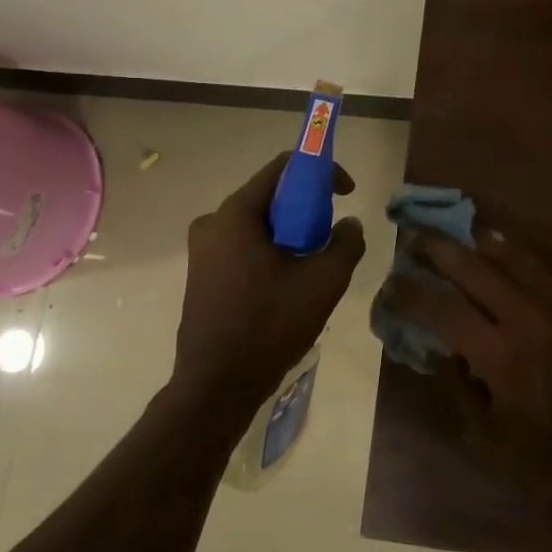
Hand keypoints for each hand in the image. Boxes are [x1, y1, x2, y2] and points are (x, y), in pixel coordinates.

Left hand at [173, 154, 365, 412]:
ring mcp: (203, 249)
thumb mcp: (323, 282)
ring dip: (290, 231)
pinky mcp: (202, 273)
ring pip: (258, 223)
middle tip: (331, 233)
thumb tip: (349, 224)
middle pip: (269, 195)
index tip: (347, 193)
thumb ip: (345, 243)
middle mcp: (212, 222)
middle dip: (307, 206)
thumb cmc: (270, 326)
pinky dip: (271, 249)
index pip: (283, 167)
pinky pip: (244, 245)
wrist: (217, 385)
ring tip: (315, 262)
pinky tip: (288, 281)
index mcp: (235, 214)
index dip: (321, 170)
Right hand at [376, 228, 551, 520]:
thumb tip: (436, 347)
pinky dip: (513, 251)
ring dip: (473, 241)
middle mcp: (527, 319)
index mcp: (500, 357)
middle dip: (436, 249)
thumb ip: (458, 388)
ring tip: (450, 231)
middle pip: (472, 269)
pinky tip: (496, 244)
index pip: (441, 310)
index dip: (409, 293)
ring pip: (509, 257)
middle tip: (411, 236)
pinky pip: (541, 267)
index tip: (389, 283)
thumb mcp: (491, 440)